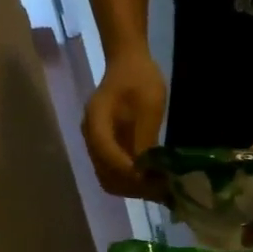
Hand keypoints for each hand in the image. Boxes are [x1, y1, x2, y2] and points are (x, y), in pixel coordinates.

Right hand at [82, 51, 167, 200]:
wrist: (129, 63)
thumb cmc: (140, 78)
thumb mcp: (149, 104)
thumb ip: (145, 138)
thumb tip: (147, 170)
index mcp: (96, 120)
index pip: (107, 155)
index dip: (128, 172)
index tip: (152, 179)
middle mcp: (92, 137)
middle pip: (106, 175)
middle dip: (133, 186)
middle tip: (160, 189)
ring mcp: (98, 145)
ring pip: (110, 179)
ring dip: (133, 188)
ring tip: (159, 188)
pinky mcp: (107, 149)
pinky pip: (115, 174)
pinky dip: (133, 183)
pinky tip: (153, 182)